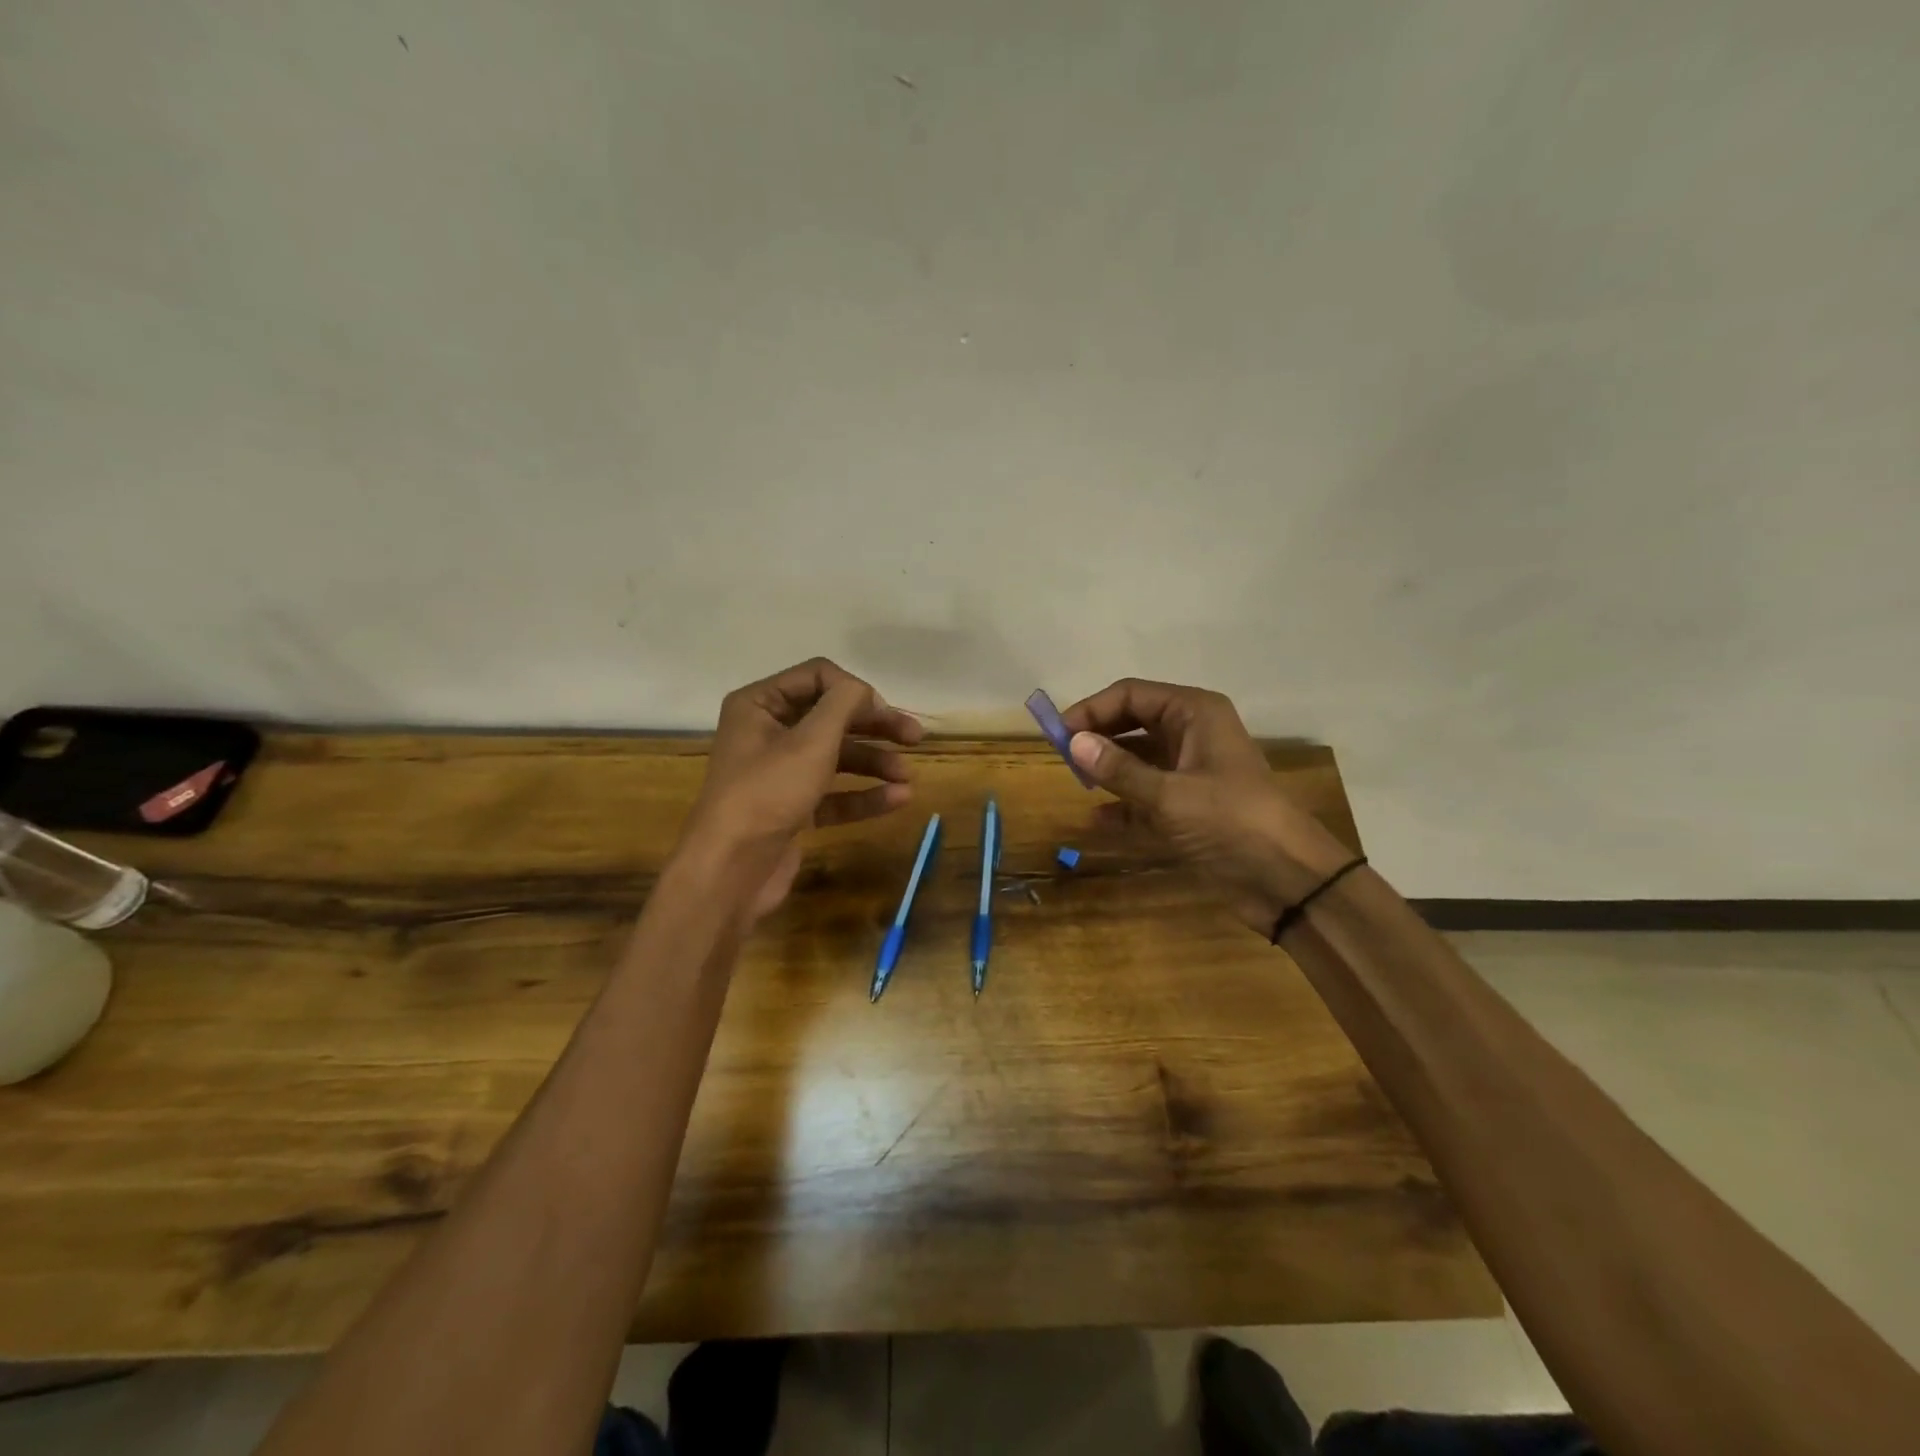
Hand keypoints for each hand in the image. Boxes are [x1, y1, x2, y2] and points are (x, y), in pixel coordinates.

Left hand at [681, 658, 923, 922]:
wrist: (731, 870)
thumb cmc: (768, 792)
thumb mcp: (811, 740)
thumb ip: (844, 704)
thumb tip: (864, 691)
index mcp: (759, 705)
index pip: (817, 677)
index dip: (855, 690)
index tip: (884, 713)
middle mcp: (766, 733)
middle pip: (831, 718)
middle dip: (874, 727)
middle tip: (915, 738)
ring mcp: (779, 774)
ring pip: (836, 757)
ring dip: (874, 763)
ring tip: (908, 777)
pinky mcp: (791, 809)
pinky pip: (833, 794)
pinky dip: (863, 795)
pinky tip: (898, 799)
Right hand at [1061, 679, 1352, 933]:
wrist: (1288, 880)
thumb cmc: (1231, 821)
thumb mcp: (1169, 795)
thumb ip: (1119, 769)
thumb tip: (1072, 742)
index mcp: (1194, 714)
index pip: (1131, 695)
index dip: (1092, 709)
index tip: (1058, 733)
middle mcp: (1191, 734)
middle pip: (1132, 723)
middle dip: (1098, 736)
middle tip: (1062, 756)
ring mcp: (1190, 772)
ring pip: (1137, 759)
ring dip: (1107, 769)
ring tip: (1075, 783)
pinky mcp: (1188, 808)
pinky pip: (1145, 796)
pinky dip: (1122, 805)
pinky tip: (1096, 819)